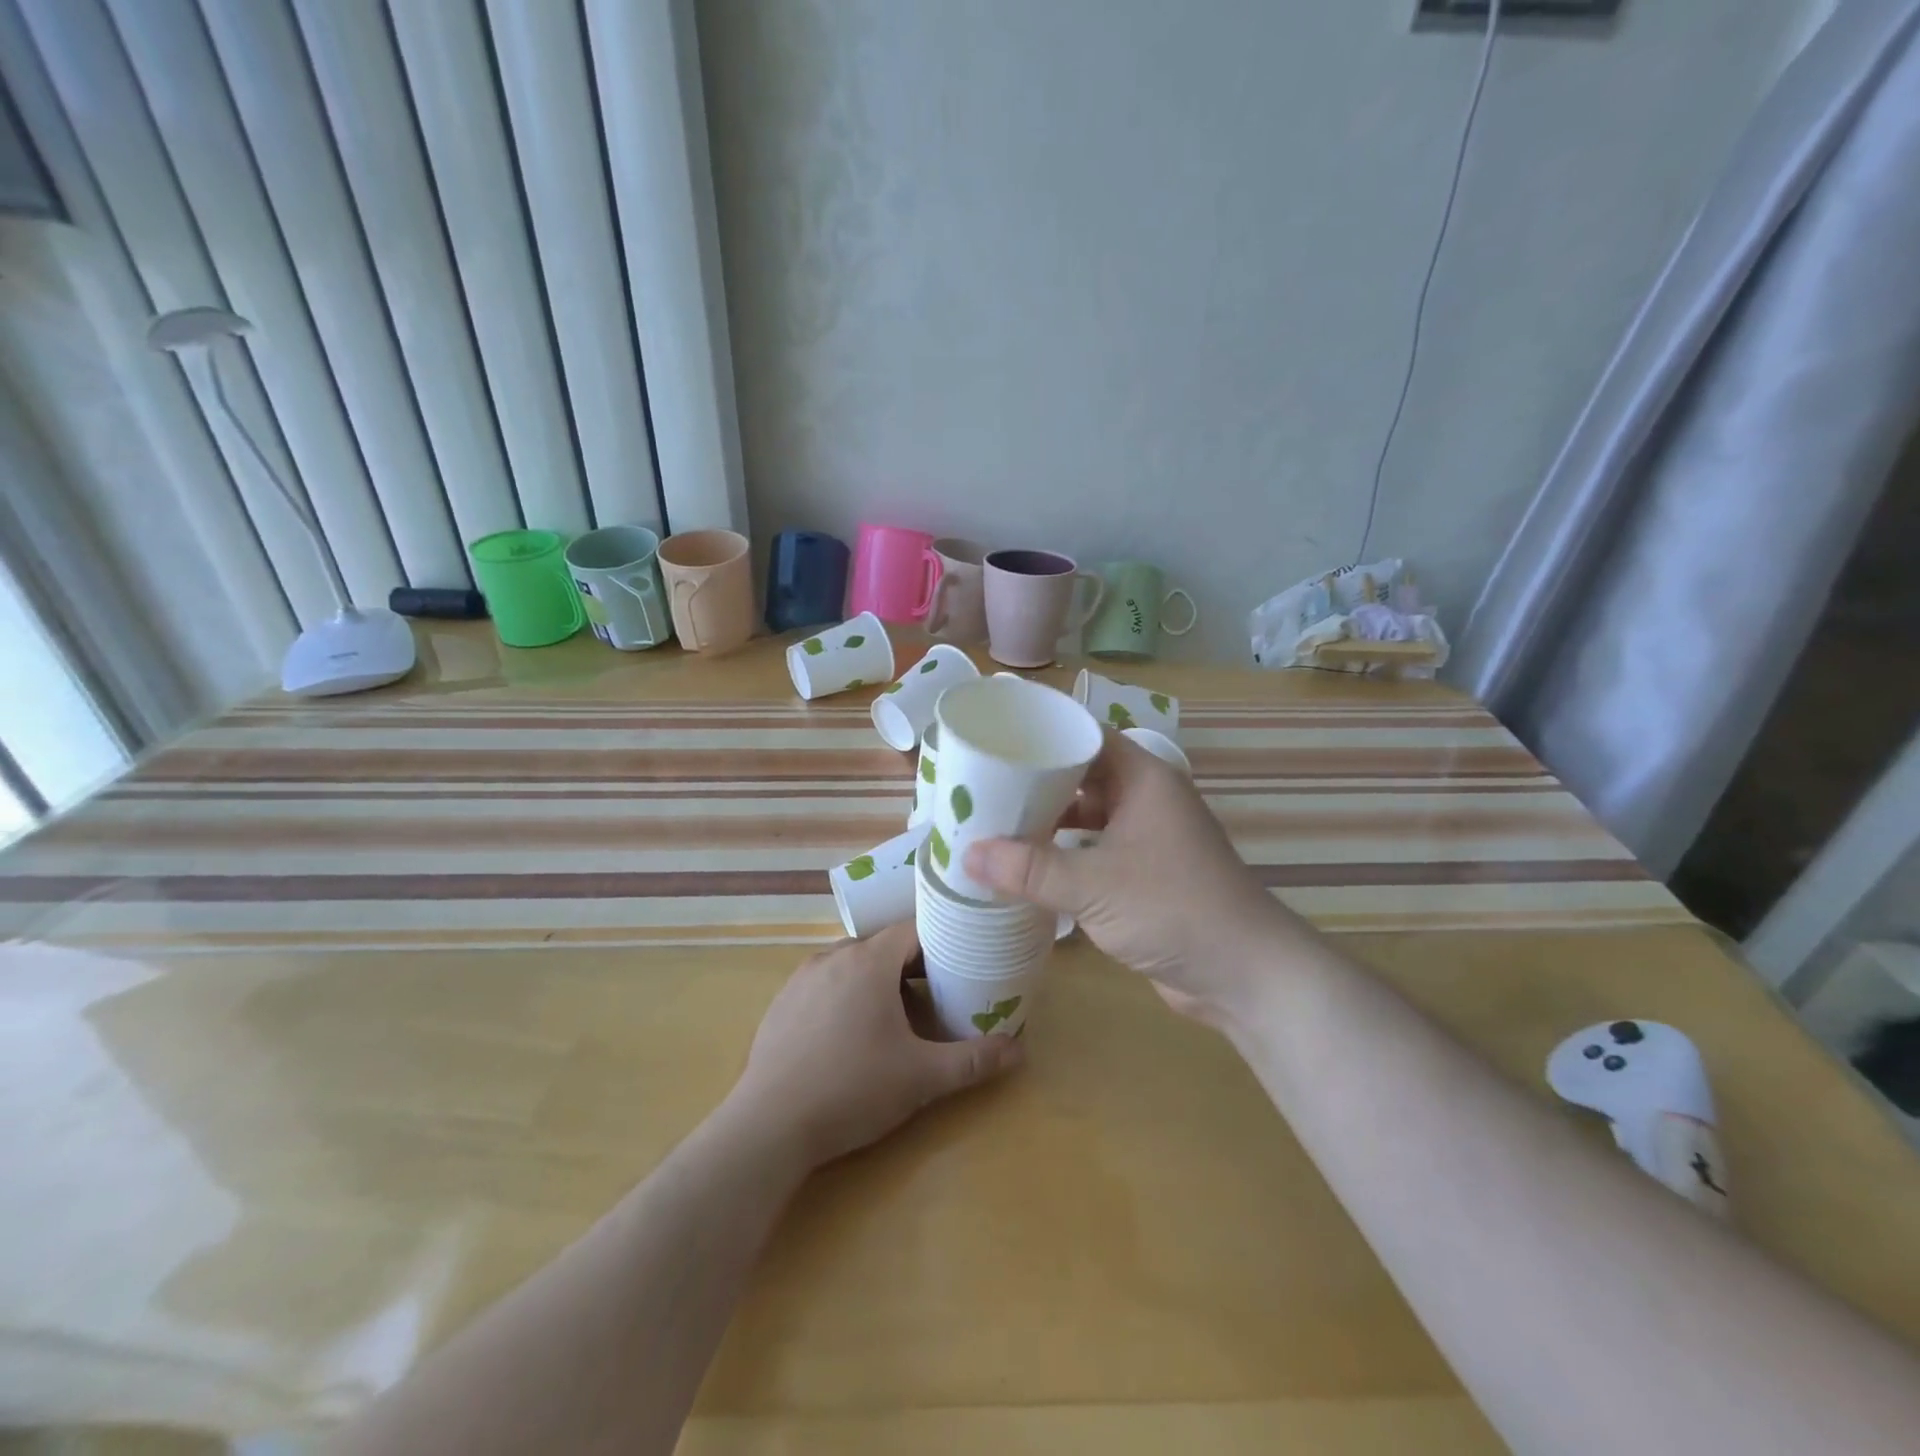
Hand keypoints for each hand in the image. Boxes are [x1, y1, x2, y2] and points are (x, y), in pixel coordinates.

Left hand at [727, 923, 1023, 1167]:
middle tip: (938, 992)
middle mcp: (833, 956)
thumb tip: (1020, 1050)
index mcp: (868, 960)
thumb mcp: (921, 1077)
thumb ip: (972, 1060)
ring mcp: (801, 978)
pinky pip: (824, 983)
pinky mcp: (781, 1002)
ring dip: (877, 979)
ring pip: (852, 963)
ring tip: (897, 1013)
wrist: (768, 1126)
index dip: (941, 940)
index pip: (913, 928)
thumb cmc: (852, 1089)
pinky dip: (845, 994)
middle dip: (912, 964)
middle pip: (883, 945)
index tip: (963, 960)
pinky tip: (850, 1033)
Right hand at [963, 731, 1305, 1024]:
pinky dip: (1063, 855)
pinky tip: (1026, 866)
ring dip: (1047, 821)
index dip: (1042, 734)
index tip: (995, 739)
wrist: (1244, 974)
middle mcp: (1145, 799)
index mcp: (1142, 778)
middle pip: (1082, 774)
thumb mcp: (1093, 885)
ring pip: (1087, 815)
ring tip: (993, 823)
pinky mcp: (1143, 875)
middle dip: (1035, 782)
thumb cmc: (1173, 908)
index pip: (1085, 735)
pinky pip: (1094, 851)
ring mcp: (1147, 838)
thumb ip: (1029, 869)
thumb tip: (966, 854)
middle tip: (981, 785)